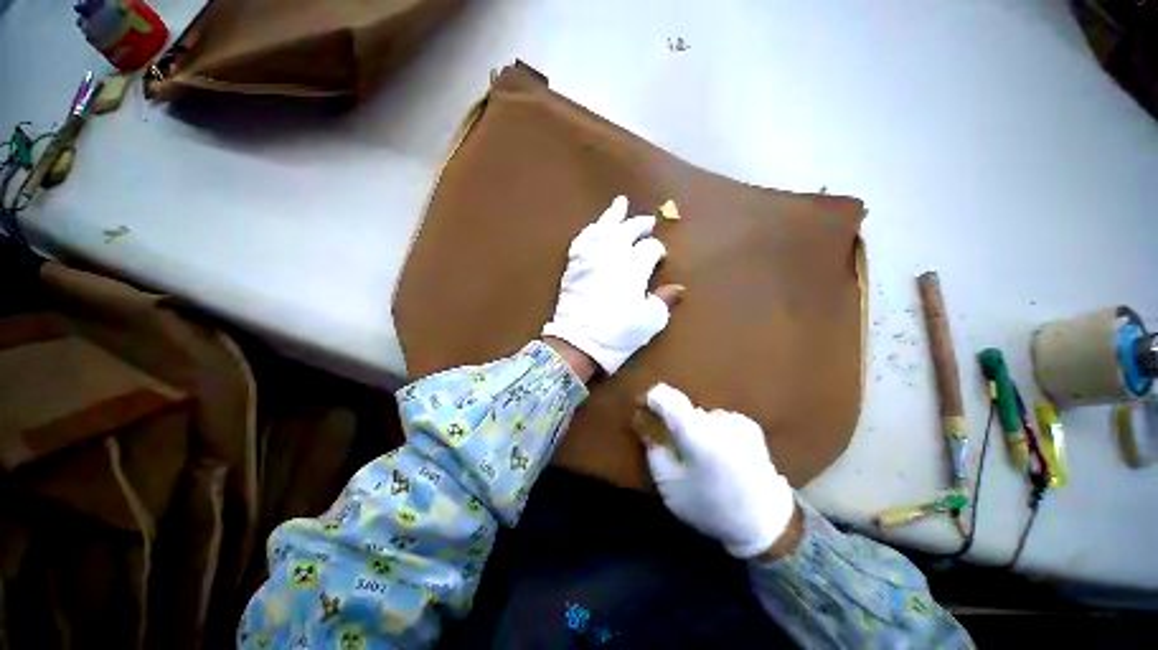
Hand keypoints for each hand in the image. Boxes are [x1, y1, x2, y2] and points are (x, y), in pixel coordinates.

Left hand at [542, 196, 683, 374]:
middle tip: (648, 222)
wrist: (578, 342)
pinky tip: (595, 226)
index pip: (650, 248)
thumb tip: (677, 289)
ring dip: (613, 215)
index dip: (657, 250)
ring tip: (620, 203)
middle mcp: (612, 253)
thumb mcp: (650, 320)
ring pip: (603, 228)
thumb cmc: (618, 333)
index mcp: (634, 266)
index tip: (659, 257)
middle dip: (639, 225)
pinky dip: (590, 230)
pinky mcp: (574, 264)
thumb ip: (664, 300)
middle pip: (628, 230)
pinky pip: (582, 240)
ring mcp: (590, 256)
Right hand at [641, 383, 797, 558]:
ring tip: (699, 456)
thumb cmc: (710, 507)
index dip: (650, 398)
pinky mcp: (751, 426)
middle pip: (683, 408)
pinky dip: (712, 432)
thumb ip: (653, 448)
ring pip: (701, 415)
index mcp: (695, 431)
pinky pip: (719, 421)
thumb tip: (643, 422)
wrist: (766, 523)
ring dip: (694, 428)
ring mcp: (736, 420)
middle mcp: (716, 418)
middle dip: (673, 422)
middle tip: (673, 447)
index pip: (665, 395)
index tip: (642, 409)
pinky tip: (719, 455)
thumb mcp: (670, 484)